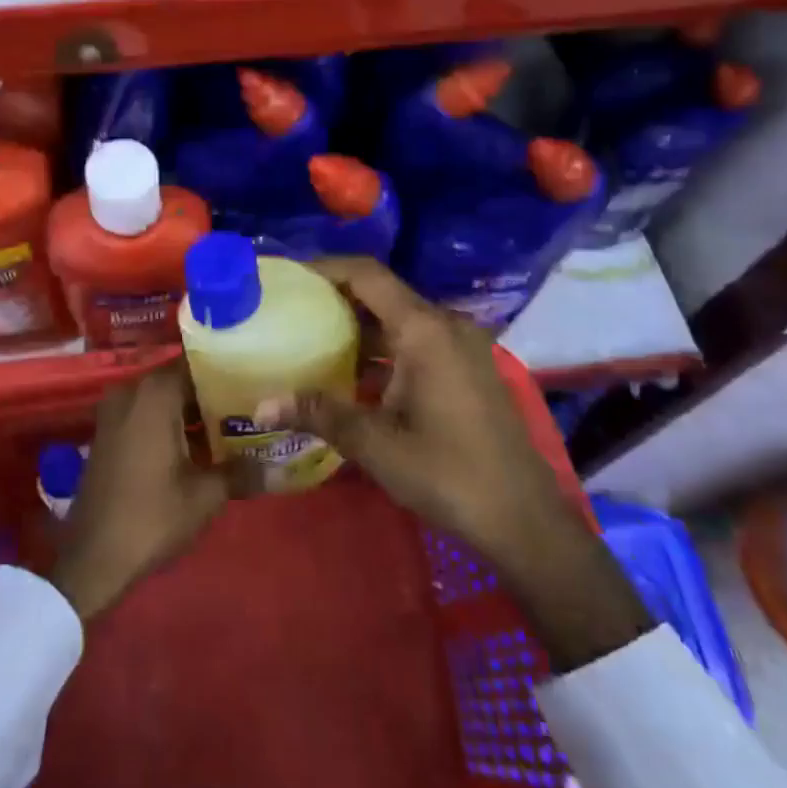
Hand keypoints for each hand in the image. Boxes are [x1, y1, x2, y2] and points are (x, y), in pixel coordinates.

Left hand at [51, 363, 234, 622]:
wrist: (92, 559)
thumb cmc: (151, 517)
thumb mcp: (205, 495)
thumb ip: (242, 471)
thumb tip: (279, 466)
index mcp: (154, 393)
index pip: (198, 363)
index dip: (229, 370)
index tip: (258, 378)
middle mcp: (131, 391)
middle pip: (181, 379)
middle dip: (215, 393)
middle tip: (254, 405)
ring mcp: (115, 412)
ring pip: (164, 399)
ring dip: (194, 412)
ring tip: (236, 426)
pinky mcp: (109, 434)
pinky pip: (147, 415)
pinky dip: (172, 424)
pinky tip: (202, 446)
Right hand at [282, 258, 651, 670]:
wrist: (524, 520)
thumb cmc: (448, 473)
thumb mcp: (376, 444)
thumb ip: (319, 413)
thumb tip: (262, 404)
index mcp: (424, 329)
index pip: (367, 275)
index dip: (326, 268)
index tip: (289, 276)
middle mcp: (446, 325)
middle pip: (383, 293)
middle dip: (337, 298)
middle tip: (292, 311)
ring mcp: (463, 346)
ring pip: (400, 320)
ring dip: (360, 327)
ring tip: (314, 340)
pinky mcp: (469, 368)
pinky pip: (418, 341)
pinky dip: (384, 349)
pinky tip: (355, 376)